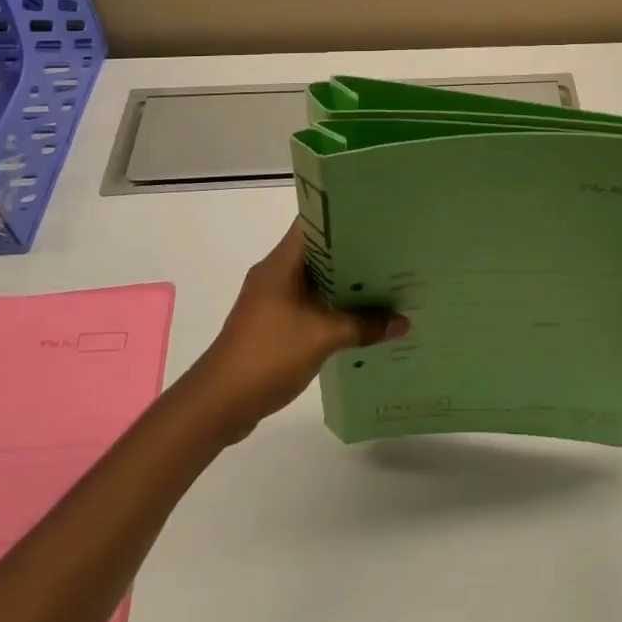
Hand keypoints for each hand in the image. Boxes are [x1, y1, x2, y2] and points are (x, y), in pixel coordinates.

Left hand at [189, 221, 408, 442]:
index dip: (345, 217)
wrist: (217, 404)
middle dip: (353, 254)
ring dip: (343, 284)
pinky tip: (357, 319)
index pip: (314, 223)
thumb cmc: (268, 355)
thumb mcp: (324, 337)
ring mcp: (271, 300)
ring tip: (383, 284)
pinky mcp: (271, 324)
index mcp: (281, 262)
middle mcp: (274, 273)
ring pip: (314, 280)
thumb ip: (364, 326)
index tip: (377, 219)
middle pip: (318, 252)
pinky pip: (307, 304)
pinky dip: (330, 307)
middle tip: (390, 253)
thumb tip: (404, 322)